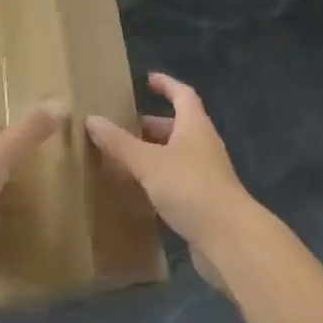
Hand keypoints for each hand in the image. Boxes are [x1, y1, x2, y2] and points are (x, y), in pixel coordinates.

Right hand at [86, 74, 251, 280]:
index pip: (182, 94)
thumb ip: (120, 143)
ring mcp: (208, 176)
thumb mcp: (148, 162)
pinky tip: (142, 192)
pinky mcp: (206, 204)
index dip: (166, 85)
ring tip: (128, 159)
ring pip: (178, 156)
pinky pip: (179, 182)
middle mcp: (204, 146)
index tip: (148, 80)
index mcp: (195, 126)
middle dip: (153, 125)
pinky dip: (161, 180)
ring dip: (155, 154)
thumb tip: (91, 119)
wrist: (231, 241)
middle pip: (178, 127)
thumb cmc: (190, 188)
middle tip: (125, 127)